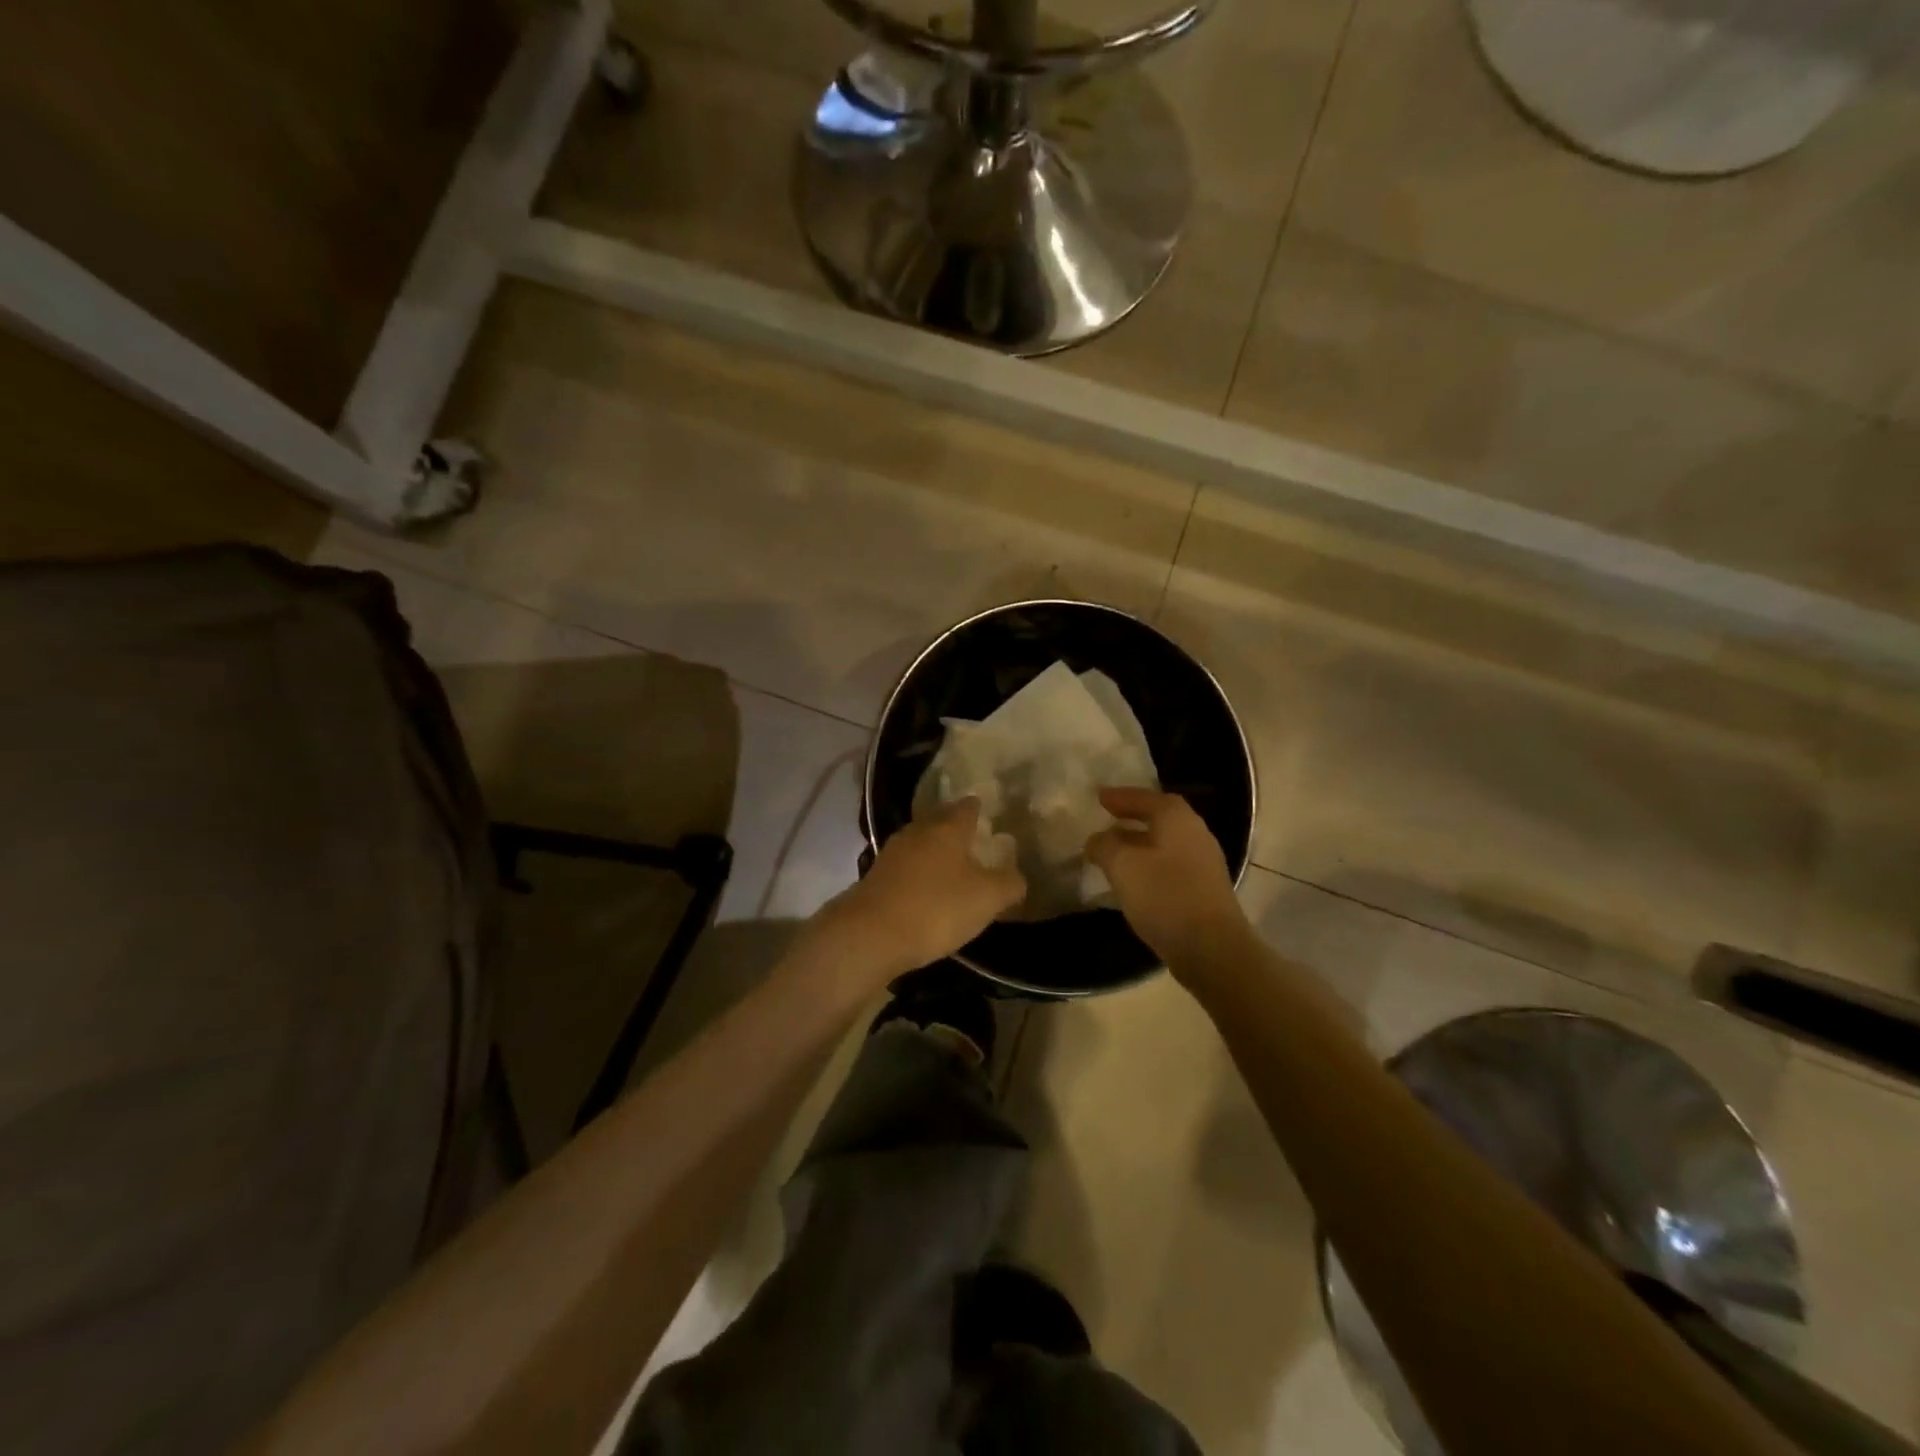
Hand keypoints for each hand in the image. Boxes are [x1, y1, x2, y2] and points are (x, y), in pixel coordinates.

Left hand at [814, 798, 1025, 985]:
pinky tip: (927, 890)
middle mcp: (918, 831)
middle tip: (975, 840)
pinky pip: (905, 867)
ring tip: (953, 867)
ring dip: (935, 851)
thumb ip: (1009, 883)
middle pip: (940, 821)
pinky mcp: (876, 877)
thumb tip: (1017, 877)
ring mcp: (892, 853)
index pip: (967, 807)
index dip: (980, 807)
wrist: (870, 935)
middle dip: (956, 828)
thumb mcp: (987, 899)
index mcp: (947, 828)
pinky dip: (919, 873)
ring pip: (920, 843)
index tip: (989, 812)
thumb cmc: (936, 908)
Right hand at [1086, 788, 1252, 975]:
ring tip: (1113, 851)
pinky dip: (1149, 865)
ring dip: (1139, 844)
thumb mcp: (1122, 865)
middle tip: (1106, 819)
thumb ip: (1105, 846)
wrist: (1212, 949)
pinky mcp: (1203, 891)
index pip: (1146, 797)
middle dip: (1132, 818)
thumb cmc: (1165, 896)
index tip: (1098, 797)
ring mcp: (1204, 864)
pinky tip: (1132, 880)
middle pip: (1160, 818)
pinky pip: (1170, 866)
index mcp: (1177, 819)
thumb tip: (1097, 839)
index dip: (1121, 796)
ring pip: (1165, 844)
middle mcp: (1195, 834)